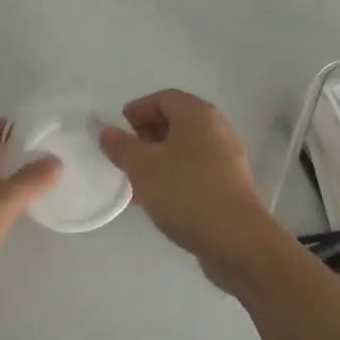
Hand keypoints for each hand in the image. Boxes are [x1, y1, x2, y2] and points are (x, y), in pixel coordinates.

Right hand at [98, 89, 290, 294]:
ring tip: (136, 181)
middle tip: (126, 156)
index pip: (162, 98)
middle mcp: (216, 128)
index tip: (118, 133)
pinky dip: (174, 176)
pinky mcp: (230, 184)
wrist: (236, 241)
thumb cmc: (185, 193)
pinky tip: (157, 200)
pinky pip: (196, 170)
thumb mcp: (142, 167)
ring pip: (185, 148)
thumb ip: (119, 145)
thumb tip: (102, 128)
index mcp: (197, 114)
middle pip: (176, 121)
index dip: (137, 111)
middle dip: (146, 135)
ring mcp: (227, 157)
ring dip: (158, 159)